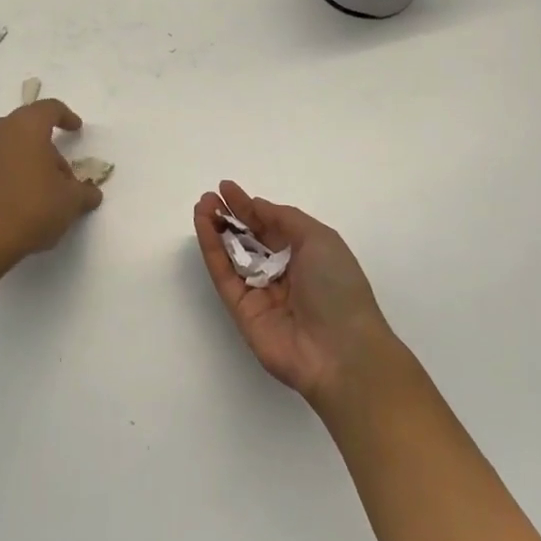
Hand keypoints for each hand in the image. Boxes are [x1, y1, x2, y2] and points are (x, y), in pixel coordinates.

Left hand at [0, 99, 102, 265]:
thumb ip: (84, 192)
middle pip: (29, 126)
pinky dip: (15, 170)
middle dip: (49, 144)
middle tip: (64, 171)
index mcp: (26, 126)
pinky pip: (0, 161)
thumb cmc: (32, 207)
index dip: (66, 116)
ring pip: (13, 144)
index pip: (49, 108)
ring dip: (31, 158)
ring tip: (47, 188)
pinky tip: (26, 197)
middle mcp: (1, 131)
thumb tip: (91, 193)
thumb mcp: (70, 201)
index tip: (76, 128)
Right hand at [194, 181, 408, 416]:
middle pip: (249, 239)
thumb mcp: (320, 239)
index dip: (249, 207)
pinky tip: (204, 226)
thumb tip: (256, 206)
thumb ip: (284, 219)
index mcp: (306, 256)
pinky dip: (212, 249)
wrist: (339, 351)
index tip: (226, 188)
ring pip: (231, 255)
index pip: (271, 226)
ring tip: (201, 205)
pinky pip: (223, 274)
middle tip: (209, 196)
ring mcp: (260, 292)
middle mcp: (282, 273)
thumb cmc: (337, 287)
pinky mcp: (241, 310)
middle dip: (230, 216)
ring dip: (215, 229)